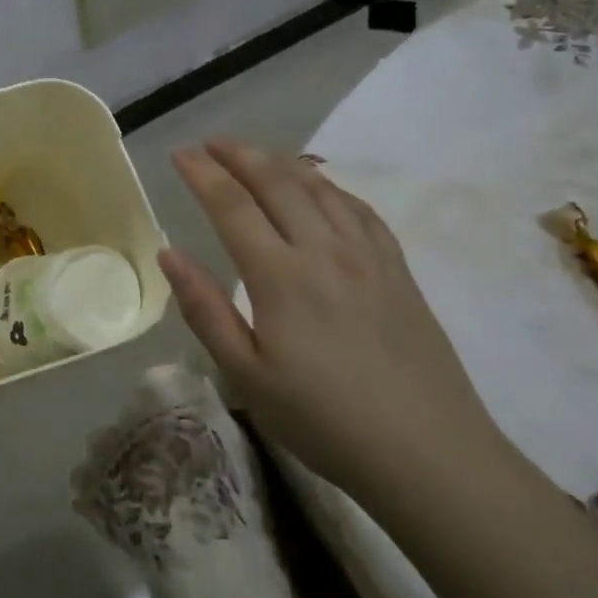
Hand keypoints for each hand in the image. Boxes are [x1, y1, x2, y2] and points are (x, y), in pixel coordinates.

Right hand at [160, 139, 501, 505]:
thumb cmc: (324, 421)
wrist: (429, 454)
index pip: (232, 205)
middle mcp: (323, 250)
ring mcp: (367, 255)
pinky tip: (321, 190)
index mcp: (280, 276)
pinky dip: (331, 187)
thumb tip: (169, 253)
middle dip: (239, 155)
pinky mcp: (398, 269)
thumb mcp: (246, 377)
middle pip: (276, 182)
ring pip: (320, 188)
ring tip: (257, 155)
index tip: (180, 154)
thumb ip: (204, 309)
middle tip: (212, 143)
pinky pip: (360, 209)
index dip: (203, 174)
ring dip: (282, 163)